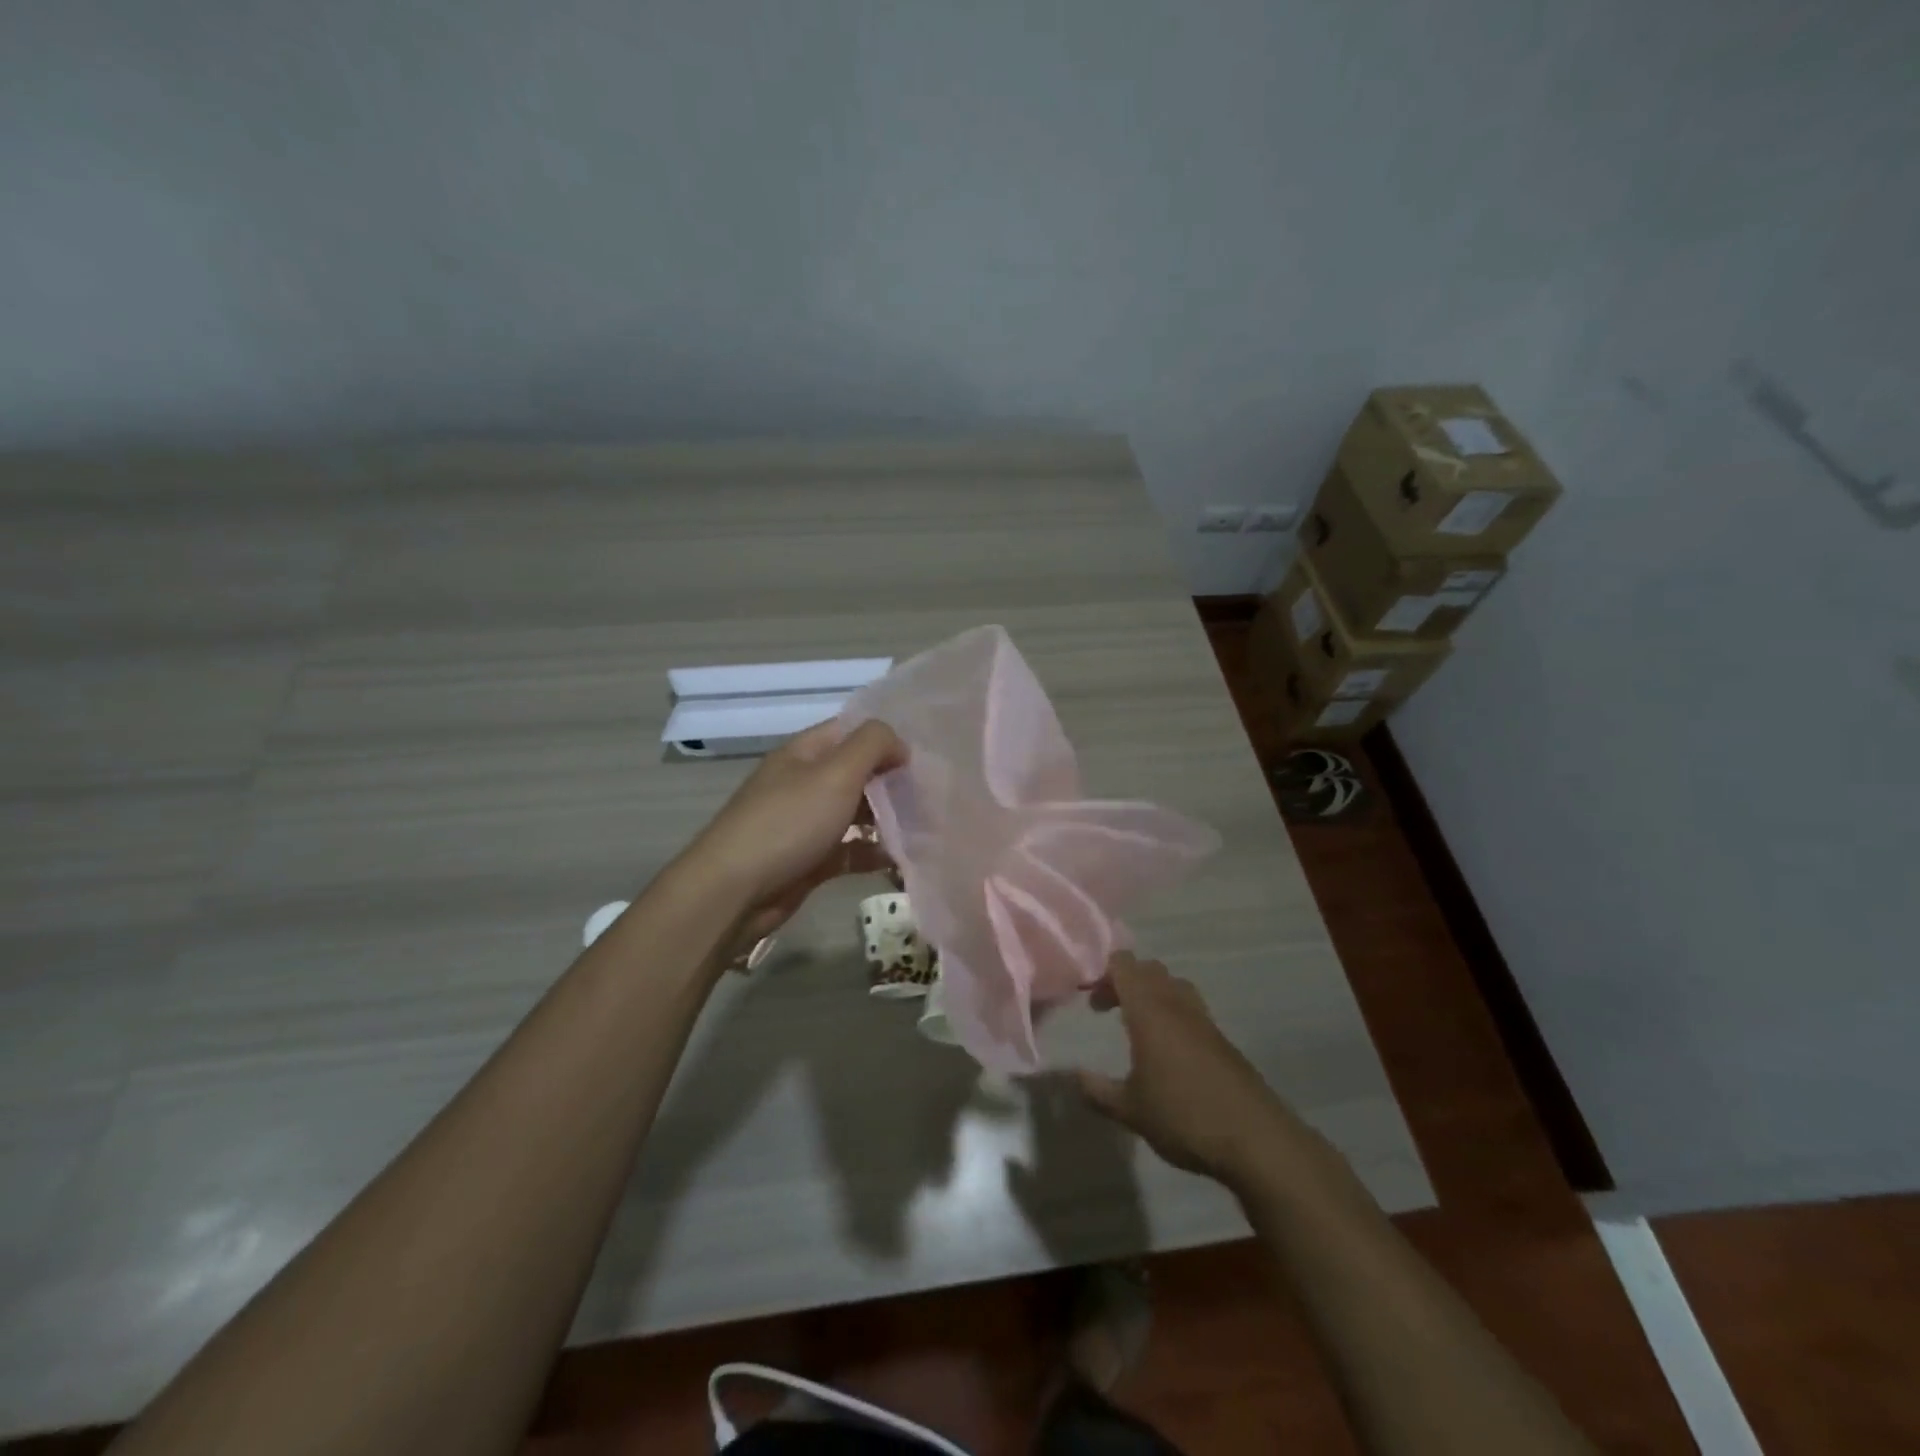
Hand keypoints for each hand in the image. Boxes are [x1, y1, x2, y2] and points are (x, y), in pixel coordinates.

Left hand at [676, 718, 905, 939]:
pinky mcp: (810, 859)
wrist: (735, 891)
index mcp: (804, 753)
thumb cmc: (788, 822)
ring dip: (886, 818)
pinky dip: (873, 853)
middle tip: (932, 793)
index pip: (850, 731)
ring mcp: (805, 823)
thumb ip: (872, 745)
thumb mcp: (835, 772)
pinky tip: (901, 860)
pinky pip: (849, 850)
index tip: (923, 756)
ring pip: (855, 813)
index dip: (885, 738)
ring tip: (926, 826)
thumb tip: (899, 744)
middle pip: (856, 772)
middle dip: (891, 780)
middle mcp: (804, 782)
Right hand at [1075, 952, 1298, 1185]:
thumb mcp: (1131, 1110)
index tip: (1087, 996)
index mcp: (1149, 1010)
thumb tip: (1075, 1077)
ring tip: (1136, 1026)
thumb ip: (1098, 1091)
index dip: (1102, 972)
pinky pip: (1190, 1008)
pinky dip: (1172, 1014)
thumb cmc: (1184, 1116)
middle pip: (1148, 970)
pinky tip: (1166, 1051)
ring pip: (1173, 986)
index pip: (1124, 964)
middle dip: (1124, 981)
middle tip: (1106, 1009)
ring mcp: (1204, 1020)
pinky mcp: (1222, 1039)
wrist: (1255, 1139)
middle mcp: (1176, 1004)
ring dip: (1151, 995)